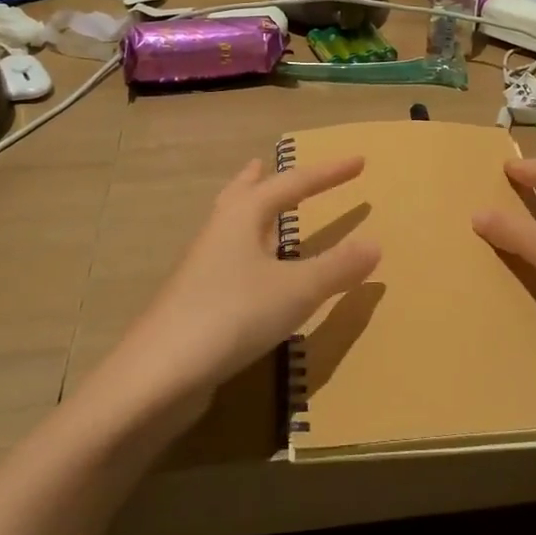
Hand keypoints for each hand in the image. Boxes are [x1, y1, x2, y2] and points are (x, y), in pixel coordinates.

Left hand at [96, 157, 380, 414]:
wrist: (159, 374)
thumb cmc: (232, 315)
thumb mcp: (296, 290)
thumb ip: (337, 266)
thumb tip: (376, 243)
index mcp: (244, 216)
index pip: (293, 183)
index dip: (329, 172)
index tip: (359, 160)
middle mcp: (220, 232)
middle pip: (242, 194)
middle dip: (260, 179)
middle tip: (265, 162)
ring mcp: (202, 267)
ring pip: (230, 226)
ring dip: (247, 212)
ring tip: (257, 208)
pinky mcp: (196, 300)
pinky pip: (227, 260)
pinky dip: (246, 251)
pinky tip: (253, 275)